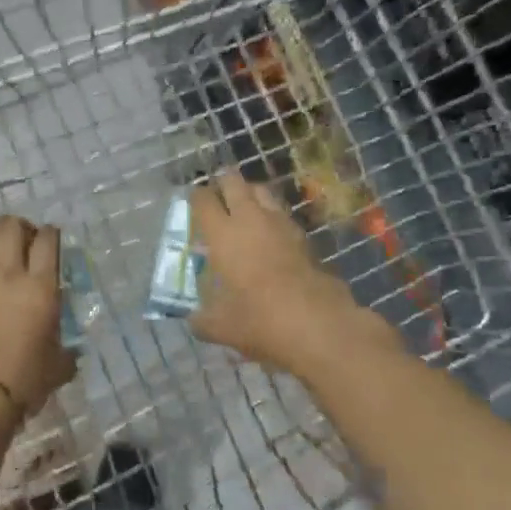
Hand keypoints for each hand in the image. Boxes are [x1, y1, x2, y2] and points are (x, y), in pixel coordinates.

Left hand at [0, 217, 76, 416]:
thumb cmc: (26, 380)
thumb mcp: (59, 366)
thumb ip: (66, 350)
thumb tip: (69, 350)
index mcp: (41, 288)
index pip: (47, 242)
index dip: (52, 233)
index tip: (54, 237)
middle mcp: (11, 275)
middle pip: (12, 228)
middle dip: (22, 226)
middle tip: (29, 238)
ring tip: (8, 247)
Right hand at [189, 172, 368, 372]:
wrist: (317, 322)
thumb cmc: (259, 318)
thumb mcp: (221, 327)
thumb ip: (202, 320)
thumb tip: (194, 320)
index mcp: (222, 234)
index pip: (203, 200)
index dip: (196, 197)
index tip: (193, 202)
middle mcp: (249, 219)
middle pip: (234, 182)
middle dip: (223, 182)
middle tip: (217, 193)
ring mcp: (280, 223)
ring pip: (262, 191)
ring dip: (250, 193)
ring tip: (244, 206)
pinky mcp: (303, 235)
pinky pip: (281, 213)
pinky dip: (271, 214)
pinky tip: (269, 232)